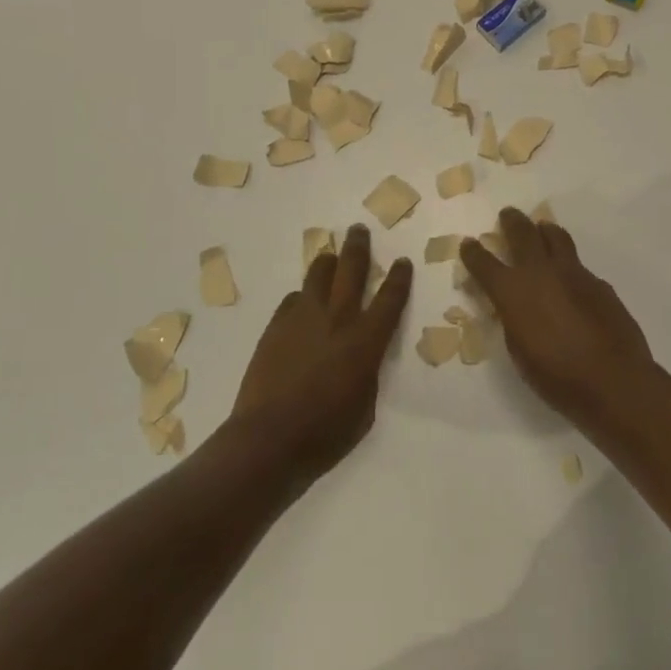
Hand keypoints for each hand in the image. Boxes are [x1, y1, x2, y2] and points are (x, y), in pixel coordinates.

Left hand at [231, 224, 412, 480]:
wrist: (269, 438)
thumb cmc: (325, 434)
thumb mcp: (364, 409)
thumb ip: (367, 374)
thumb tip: (360, 359)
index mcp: (366, 341)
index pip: (389, 300)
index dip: (398, 278)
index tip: (401, 261)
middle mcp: (337, 319)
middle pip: (351, 270)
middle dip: (359, 247)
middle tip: (359, 231)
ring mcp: (303, 319)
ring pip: (318, 276)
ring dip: (328, 262)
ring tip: (330, 255)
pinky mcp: (276, 326)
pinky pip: (293, 299)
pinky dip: (301, 296)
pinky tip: (302, 300)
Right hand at [459, 208, 655, 432]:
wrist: (612, 379)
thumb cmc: (556, 375)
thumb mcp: (518, 350)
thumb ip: (513, 319)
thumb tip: (515, 306)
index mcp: (511, 290)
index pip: (483, 262)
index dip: (473, 252)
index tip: (468, 244)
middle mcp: (540, 272)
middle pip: (521, 233)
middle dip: (511, 221)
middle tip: (507, 215)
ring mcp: (573, 273)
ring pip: (555, 237)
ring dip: (544, 230)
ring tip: (542, 229)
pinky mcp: (599, 282)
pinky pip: (578, 265)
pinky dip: (568, 265)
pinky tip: (571, 279)